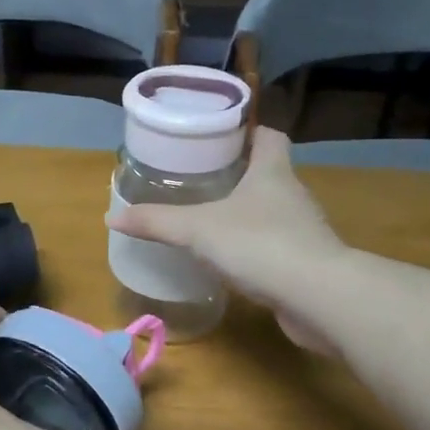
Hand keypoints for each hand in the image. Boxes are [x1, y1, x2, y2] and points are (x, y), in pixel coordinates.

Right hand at [107, 127, 348, 351]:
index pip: (269, 136)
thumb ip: (157, 222)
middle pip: (267, 172)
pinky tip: (230, 260)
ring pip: (270, 211)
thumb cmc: (259, 245)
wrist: (318, 297)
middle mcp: (293, 194)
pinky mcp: (304, 262)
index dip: (246, 132)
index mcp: (273, 171)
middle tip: (199, 180)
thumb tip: (112, 217)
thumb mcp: (198, 229)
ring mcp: (302, 230)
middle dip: (237, 174)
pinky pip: (274, 245)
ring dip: (245, 213)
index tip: (218, 138)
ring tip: (208, 219)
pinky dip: (254, 248)